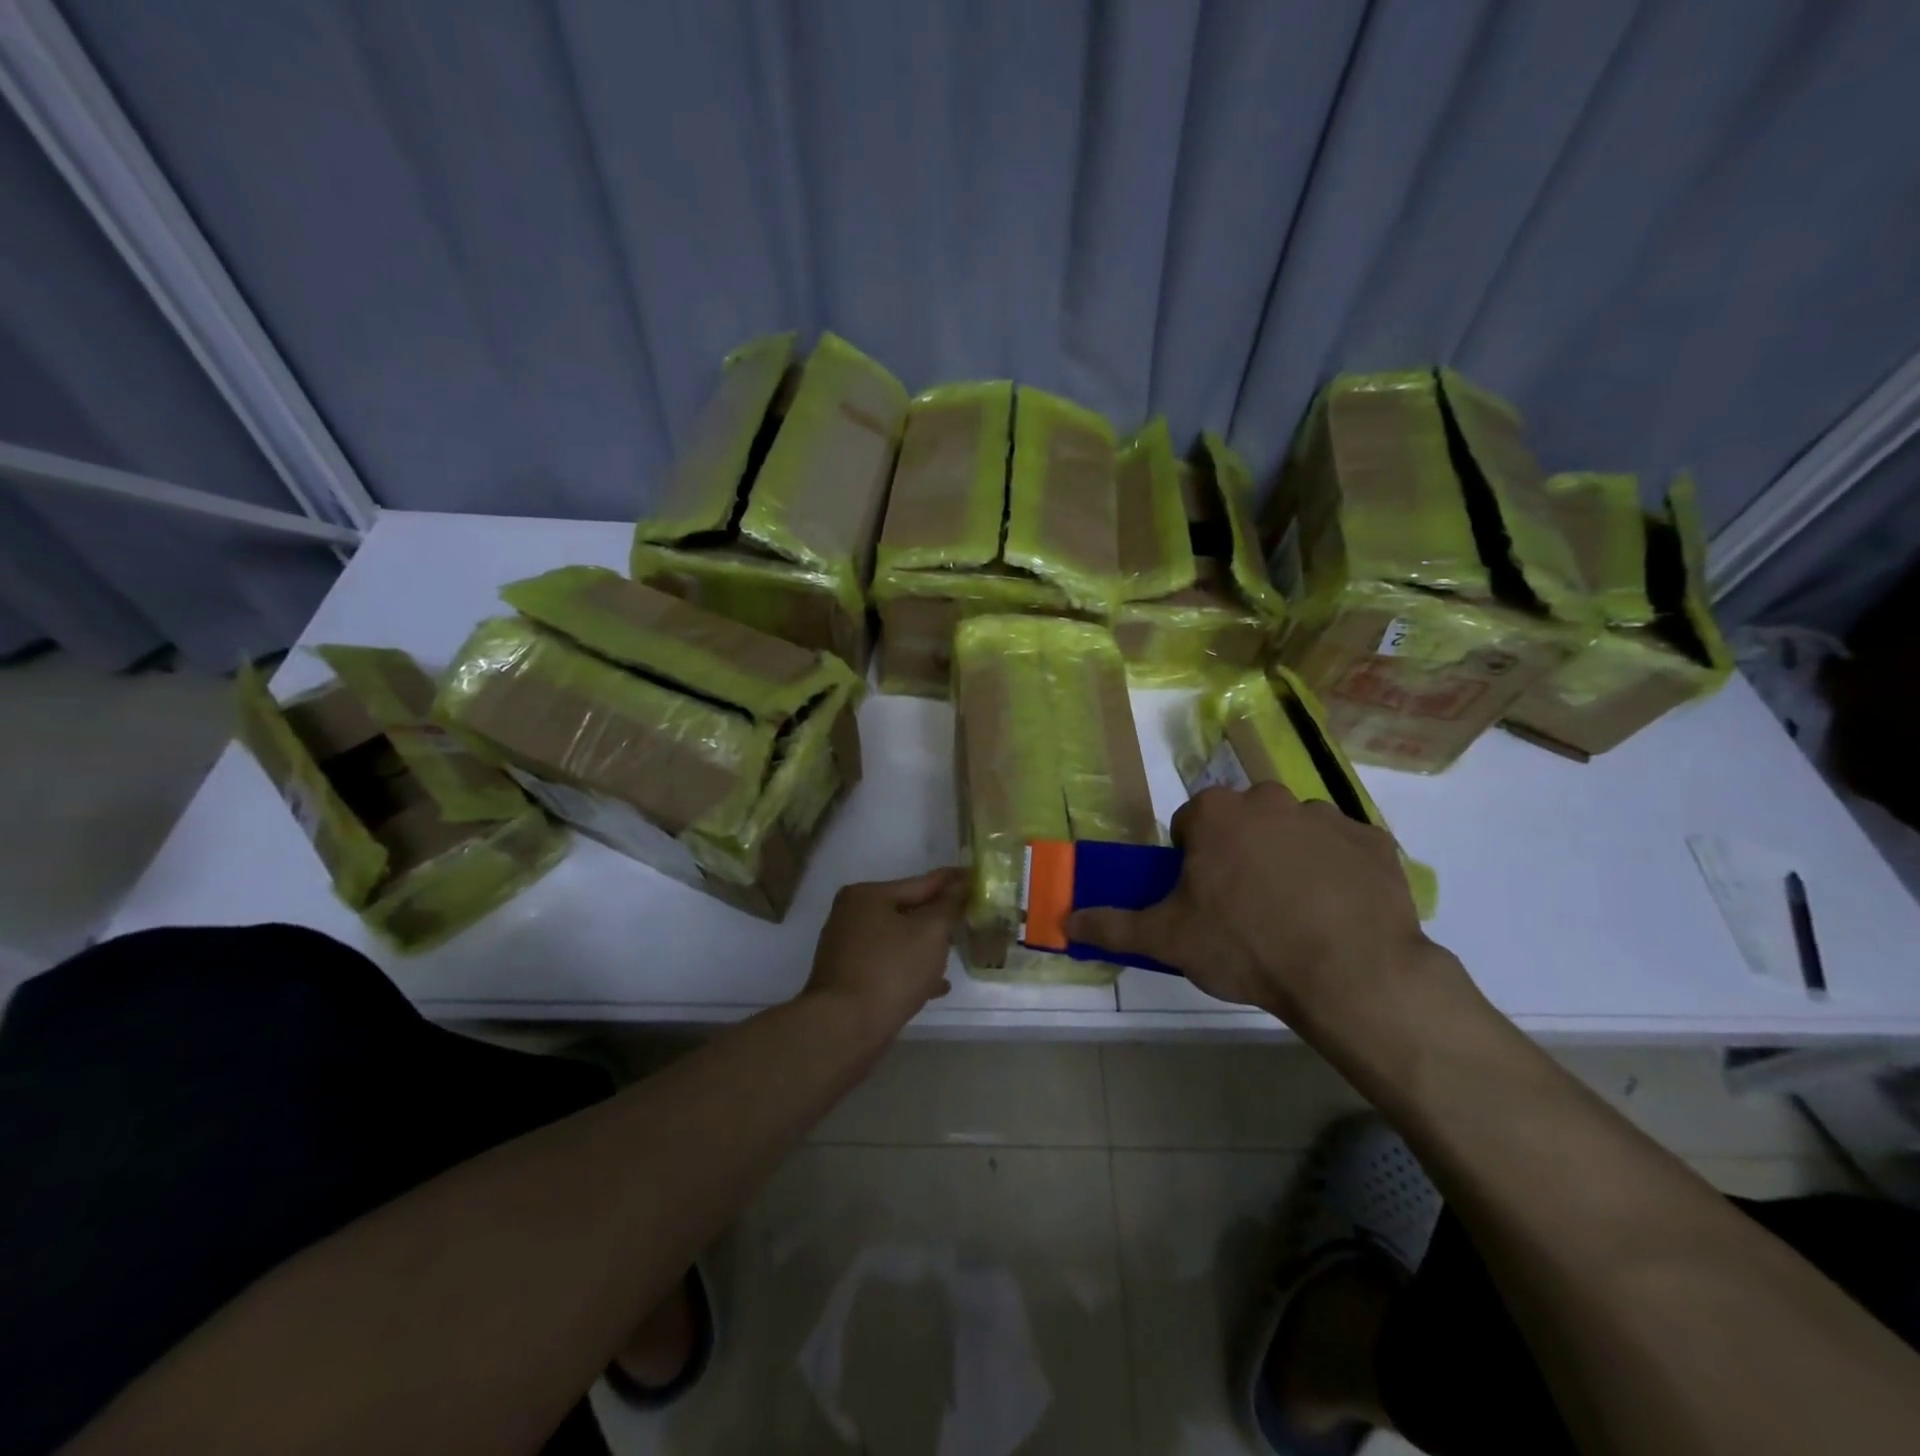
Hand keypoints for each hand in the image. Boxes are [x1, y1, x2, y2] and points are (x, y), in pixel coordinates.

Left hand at [805, 867, 967, 1033]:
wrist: (844, 1028)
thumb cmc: (891, 970)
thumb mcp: (930, 932)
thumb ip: (949, 905)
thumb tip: (962, 883)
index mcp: (867, 896)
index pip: (920, 883)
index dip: (950, 881)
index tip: (974, 876)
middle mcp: (851, 916)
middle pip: (906, 911)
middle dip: (937, 917)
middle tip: (968, 916)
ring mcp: (847, 949)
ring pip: (898, 940)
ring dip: (925, 946)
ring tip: (956, 950)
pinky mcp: (849, 978)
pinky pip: (888, 965)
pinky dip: (911, 970)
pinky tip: (937, 985)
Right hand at [1066, 783, 1454, 1032]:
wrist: (1351, 974)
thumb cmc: (1246, 946)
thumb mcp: (1168, 940)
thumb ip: (1113, 926)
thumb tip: (1064, 921)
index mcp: (1217, 813)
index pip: (1190, 823)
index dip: (1191, 859)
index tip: (1201, 896)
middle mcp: (1270, 800)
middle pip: (1243, 822)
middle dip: (1240, 852)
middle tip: (1245, 906)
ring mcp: (1327, 817)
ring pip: (1294, 832)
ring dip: (1288, 859)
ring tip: (1295, 914)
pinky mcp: (1375, 842)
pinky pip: (1344, 851)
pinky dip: (1337, 872)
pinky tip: (1338, 913)